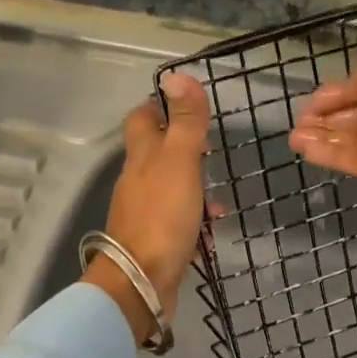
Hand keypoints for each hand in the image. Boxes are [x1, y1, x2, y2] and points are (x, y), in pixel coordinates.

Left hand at [85, 72, 212, 342]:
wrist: (141, 282)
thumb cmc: (162, 217)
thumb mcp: (180, 162)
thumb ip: (184, 122)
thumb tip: (177, 75)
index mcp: (141, 157)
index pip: (142, 118)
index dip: (161, 107)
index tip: (187, 107)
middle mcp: (137, 181)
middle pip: (155, 153)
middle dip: (182, 148)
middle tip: (210, 150)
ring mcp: (144, 212)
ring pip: (169, 187)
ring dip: (193, 186)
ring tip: (219, 195)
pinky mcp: (154, 240)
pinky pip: (176, 219)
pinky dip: (194, 217)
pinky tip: (212, 227)